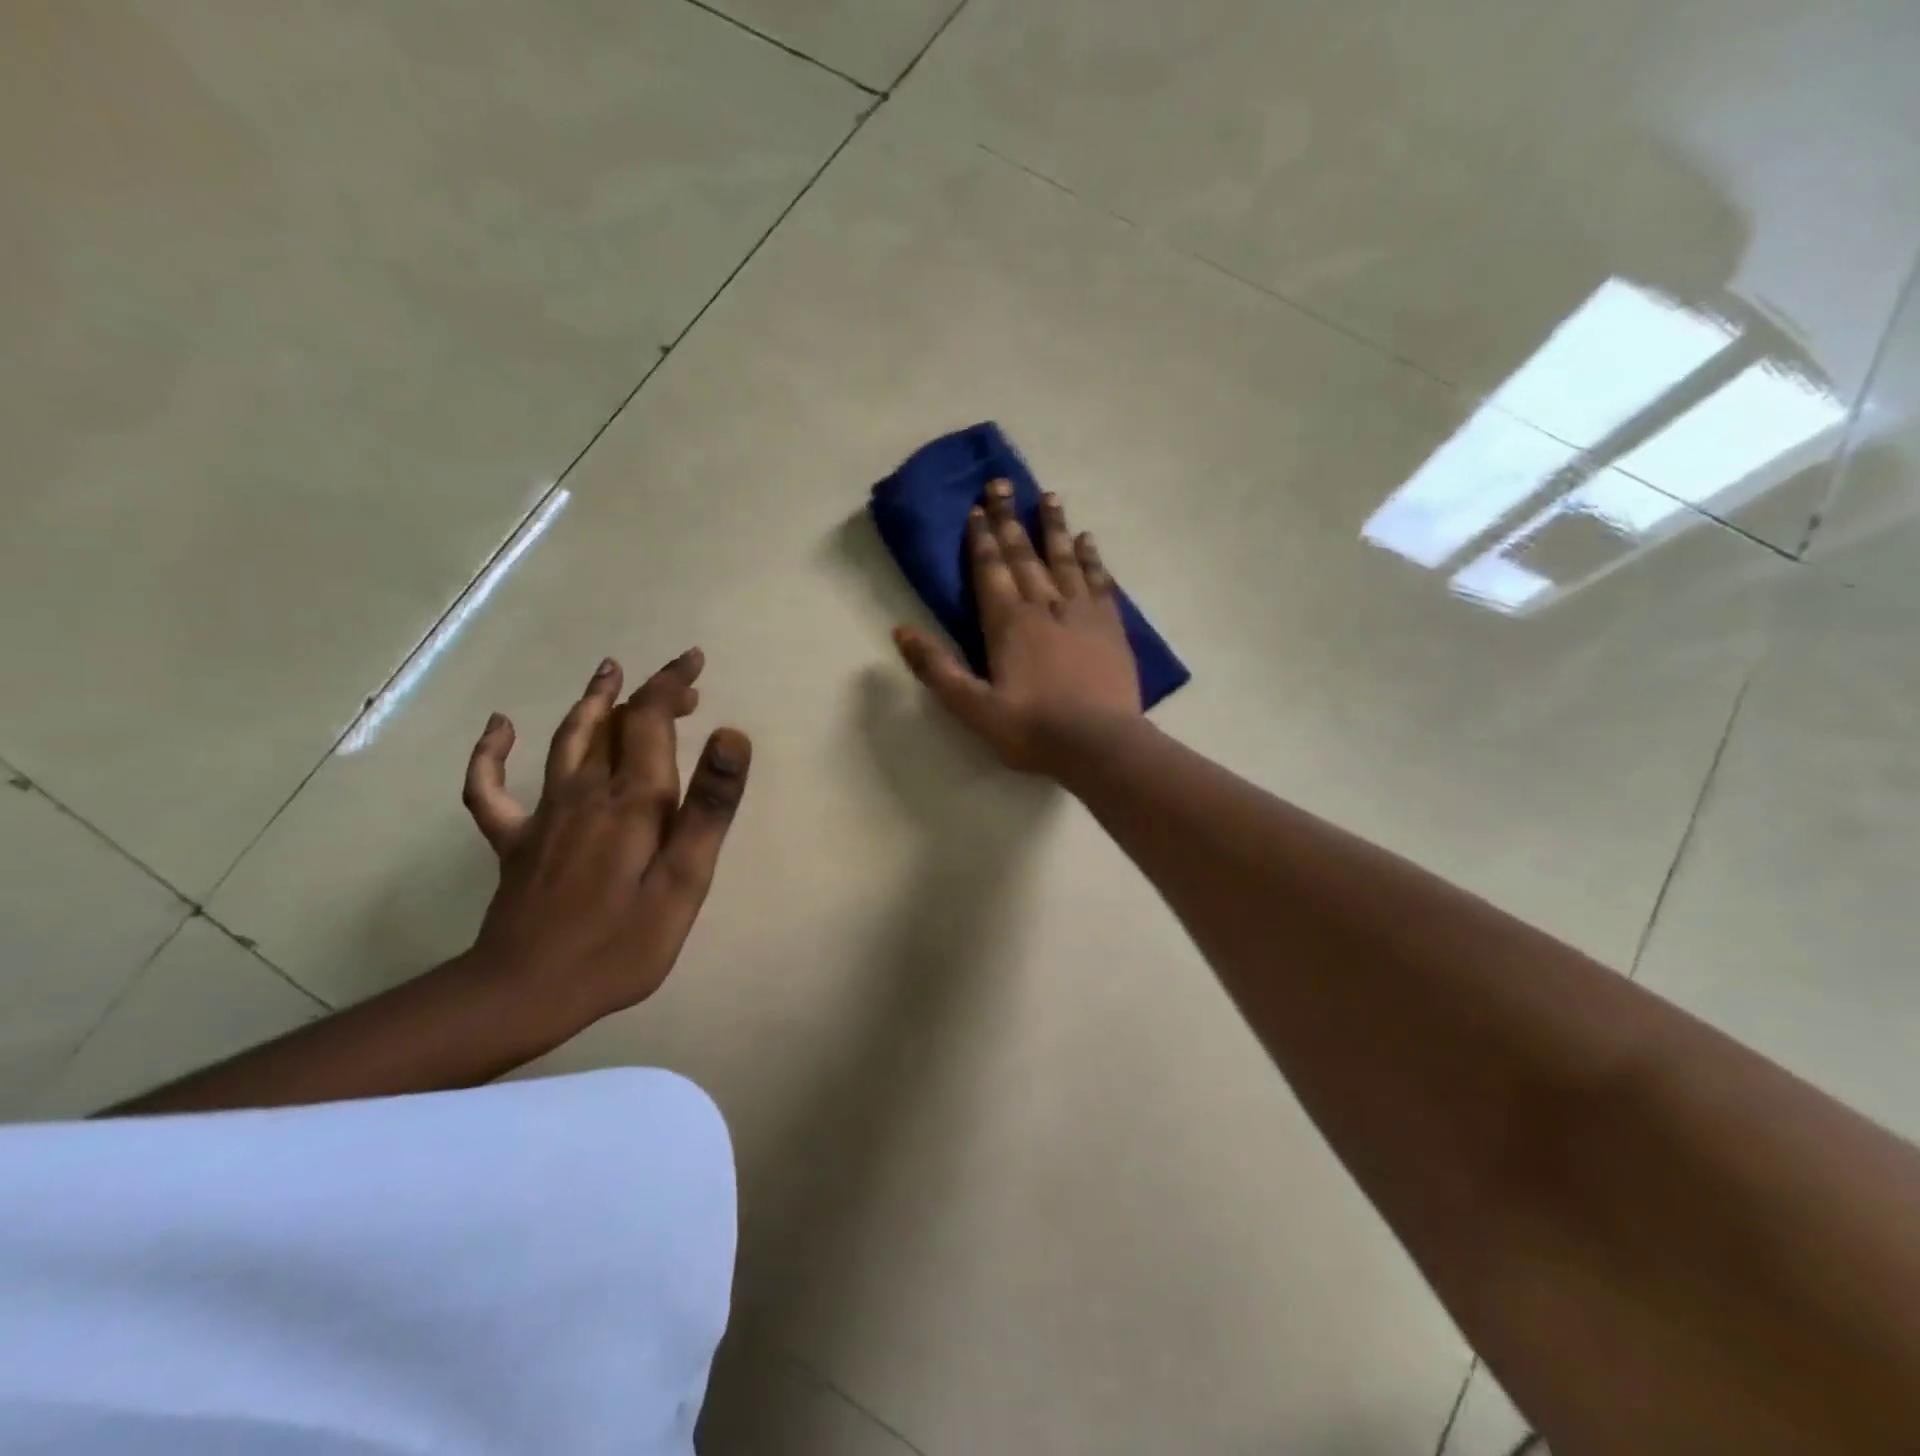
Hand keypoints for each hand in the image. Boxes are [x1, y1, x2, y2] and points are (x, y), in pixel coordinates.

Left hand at [460, 650, 750, 1021]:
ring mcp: (544, 815)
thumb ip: (708, 808)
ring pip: (567, 740)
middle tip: (682, 684)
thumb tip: (732, 736)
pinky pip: (490, 788)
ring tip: (608, 673)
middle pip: (614, 724)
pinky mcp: (515, 841)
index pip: (650, 720)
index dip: (670, 684)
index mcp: (632, 801)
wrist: (526, 993)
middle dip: (648, 694)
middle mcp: (586, 793)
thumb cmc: (620, 945)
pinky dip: (492, 752)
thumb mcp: (684, 882)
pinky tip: (500, 727)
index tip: (694, 662)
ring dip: (591, 702)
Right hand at [894, 479, 1141, 774]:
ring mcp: (1082, 612)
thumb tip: (900, 630)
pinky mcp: (1110, 626)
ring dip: (1053, 527)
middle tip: (1002, 483)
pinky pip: (1098, 580)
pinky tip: (1087, 540)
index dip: (981, 539)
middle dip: (1009, 519)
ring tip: (1048, 496)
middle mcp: (1044, 606)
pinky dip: (1091, 558)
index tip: (976, 508)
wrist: (1099, 745)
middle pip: (1024, 554)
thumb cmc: (1032, 729)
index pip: (990, 570)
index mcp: (1008, 623)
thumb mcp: (973, 708)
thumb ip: (937, 669)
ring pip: (1063, 559)